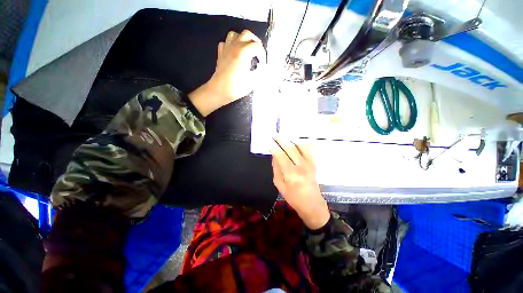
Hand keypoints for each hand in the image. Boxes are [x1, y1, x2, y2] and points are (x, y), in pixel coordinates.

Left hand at [189, 30, 265, 116]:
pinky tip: (234, 53)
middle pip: (247, 34)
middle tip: (257, 53)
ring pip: (235, 35)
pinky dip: (231, 45)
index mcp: (244, 52)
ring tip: (246, 50)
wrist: (220, 91)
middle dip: (255, 42)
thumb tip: (261, 68)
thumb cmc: (236, 87)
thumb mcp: (253, 81)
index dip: (262, 55)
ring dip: (242, 40)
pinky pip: (225, 43)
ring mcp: (226, 48)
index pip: (257, 46)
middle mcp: (235, 46)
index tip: (262, 64)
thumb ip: (260, 72)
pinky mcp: (220, 53)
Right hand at [271, 137, 329, 229]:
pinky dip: (301, 143)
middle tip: (274, 134)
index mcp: (291, 174)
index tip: (269, 141)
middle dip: (281, 139)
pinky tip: (295, 140)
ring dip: (290, 139)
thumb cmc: (293, 197)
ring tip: (283, 135)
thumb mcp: (279, 185)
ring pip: (300, 146)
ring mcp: (309, 163)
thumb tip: (274, 155)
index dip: (274, 147)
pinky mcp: (313, 163)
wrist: (312, 203)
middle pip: (290, 148)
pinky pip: (308, 149)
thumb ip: (276, 168)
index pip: (280, 155)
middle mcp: (301, 166)